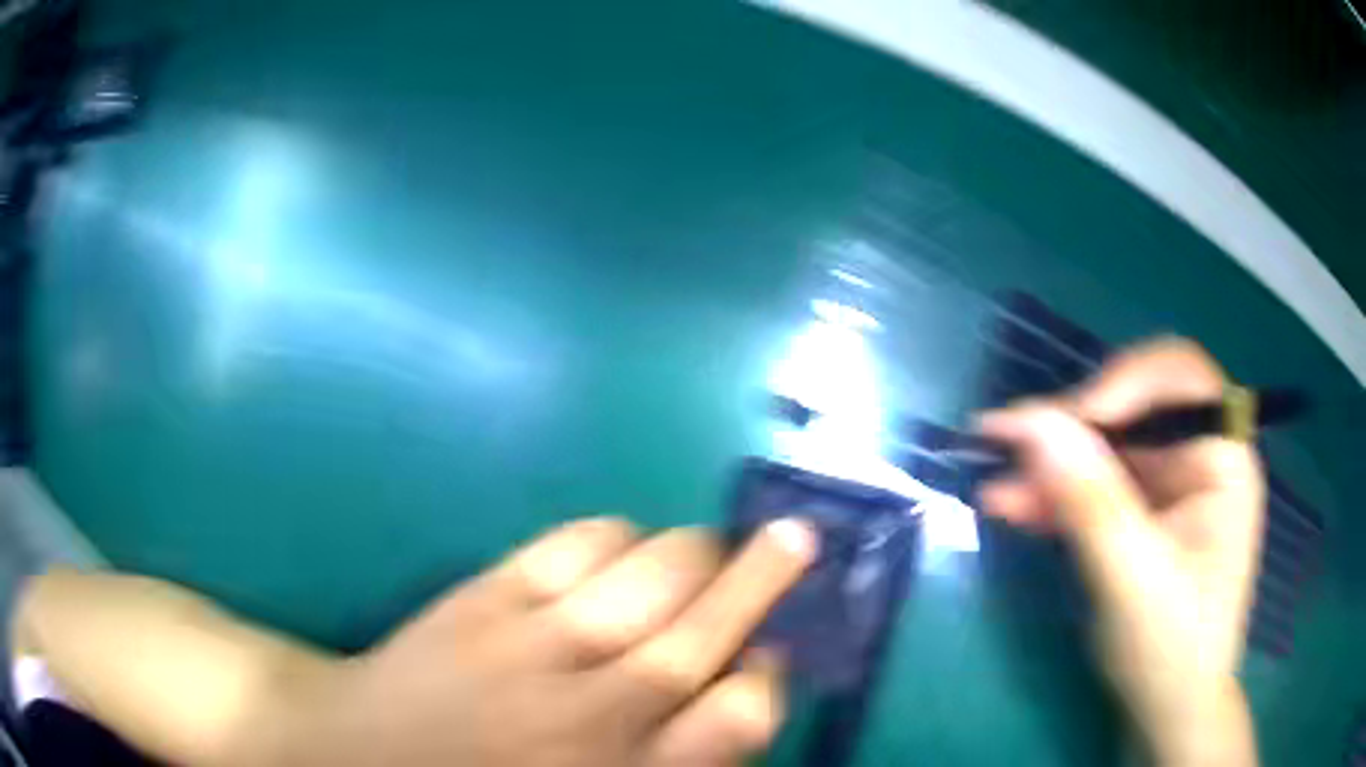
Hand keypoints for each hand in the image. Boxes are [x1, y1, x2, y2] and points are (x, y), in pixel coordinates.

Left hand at [272, 517, 817, 766]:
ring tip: (707, 544)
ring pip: (647, 576)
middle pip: (703, 633)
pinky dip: (613, 534)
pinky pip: (569, 546)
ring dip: (692, 551)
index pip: (737, 718)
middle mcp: (592, 714)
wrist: (358, 755)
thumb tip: (735, 689)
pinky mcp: (481, 601)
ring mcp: (532, 648)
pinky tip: (624, 540)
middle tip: (796, 534)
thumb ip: (674, 760)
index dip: (769, 677)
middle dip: (763, 578)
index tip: (774, 654)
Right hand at [977, 338, 1261, 765]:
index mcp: (1223, 460)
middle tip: (1012, 443)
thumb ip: (1089, 502)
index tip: (1069, 418)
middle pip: (1135, 407)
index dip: (1124, 381)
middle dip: (1075, 426)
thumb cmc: (1171, 653)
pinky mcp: (1141, 516)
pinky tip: (1013, 504)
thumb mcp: (1132, 582)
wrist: (1168, 714)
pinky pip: (1095, 486)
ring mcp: (1169, 488)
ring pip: (1106, 447)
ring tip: (996, 483)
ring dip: (1053, 463)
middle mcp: (1199, 459)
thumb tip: (1032, 423)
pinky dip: (1055, 494)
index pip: (1179, 377)